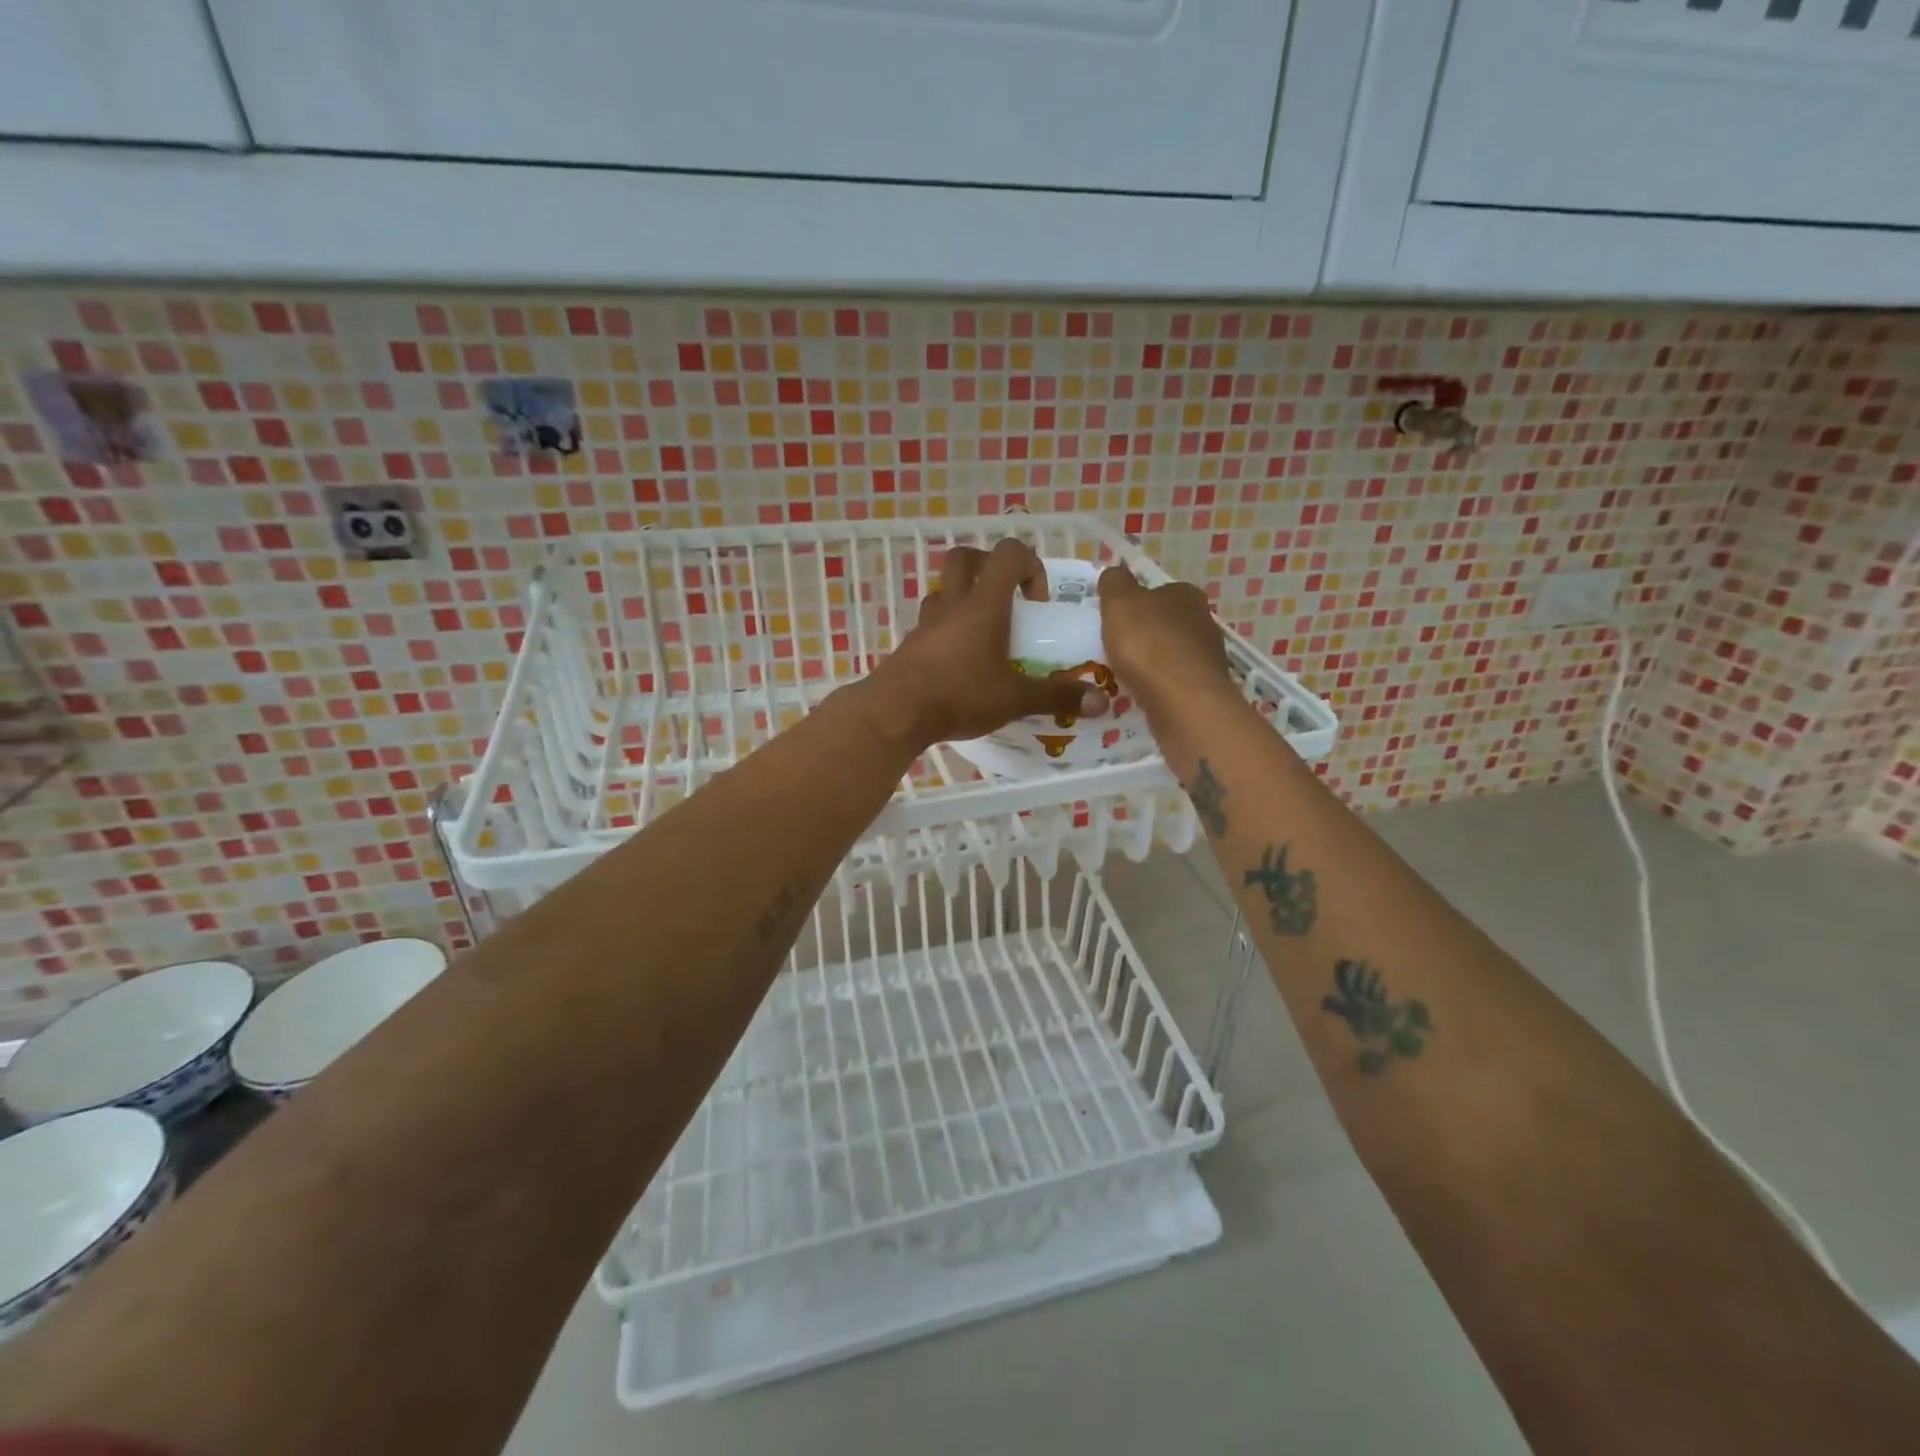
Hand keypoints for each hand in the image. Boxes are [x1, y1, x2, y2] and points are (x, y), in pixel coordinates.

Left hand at [866, 540, 1110, 748]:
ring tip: (984, 634)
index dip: (1030, 565)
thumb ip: (1057, 697)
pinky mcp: (911, 645)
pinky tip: (960, 663)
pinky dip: (947, 631)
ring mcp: (927, 623)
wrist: (896, 712)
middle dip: (989, 569)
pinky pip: (931, 623)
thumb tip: (1101, 702)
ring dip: (965, 599)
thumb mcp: (1015, 699)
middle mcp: (953, 604)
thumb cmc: (960, 694)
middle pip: (965, 558)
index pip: (1008, 553)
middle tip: (1007, 600)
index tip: (1036, 603)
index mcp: (984, 605)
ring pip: (944, 590)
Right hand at [1097, 567, 1233, 719]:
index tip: (1116, 621)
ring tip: (1125, 676)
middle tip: (1116, 649)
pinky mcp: (1205, 689)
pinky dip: (1159, 686)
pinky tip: (1142, 695)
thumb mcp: (1120, 601)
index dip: (1136, 604)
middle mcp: (1203, 621)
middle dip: (1144, 634)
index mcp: (1186, 594)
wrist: (1183, 700)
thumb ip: (1115, 582)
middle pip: (1166, 623)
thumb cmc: (1148, 644)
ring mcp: (1208, 657)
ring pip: (1172, 654)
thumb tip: (1116, 573)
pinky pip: (1174, 682)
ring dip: (1152, 663)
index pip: (1159, 591)